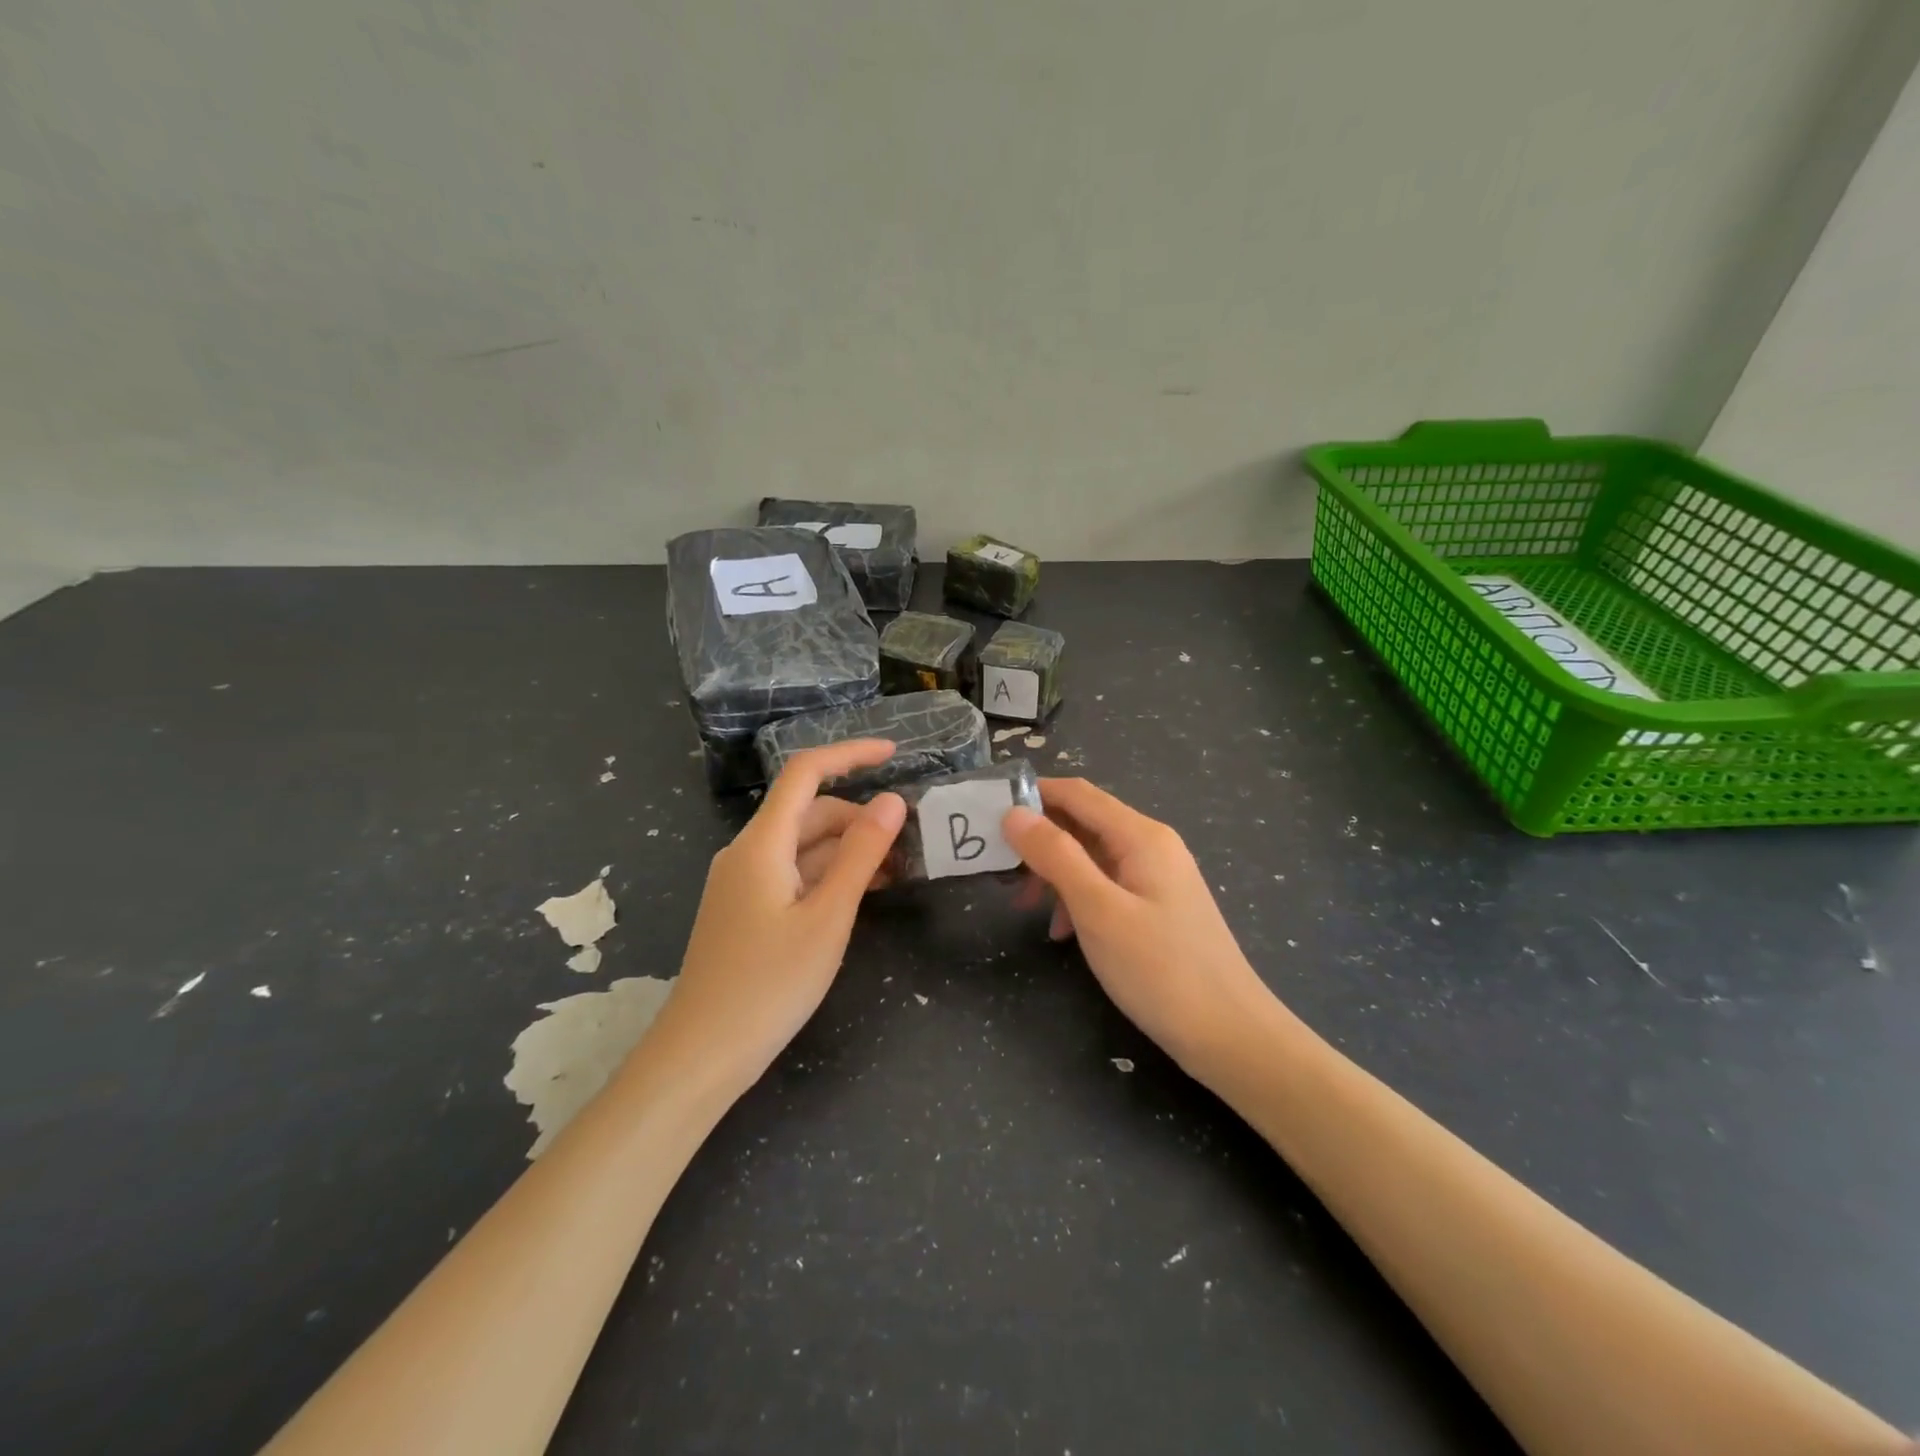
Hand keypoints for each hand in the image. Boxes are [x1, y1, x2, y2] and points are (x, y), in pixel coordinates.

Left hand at [653, 740, 905, 1085]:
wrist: (702, 1054)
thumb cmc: (769, 984)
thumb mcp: (828, 917)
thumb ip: (861, 855)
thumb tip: (892, 801)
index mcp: (762, 844)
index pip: (805, 773)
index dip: (850, 754)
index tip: (896, 755)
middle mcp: (748, 852)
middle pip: (809, 812)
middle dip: (860, 817)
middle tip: (909, 843)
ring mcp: (744, 882)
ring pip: (803, 846)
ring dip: (848, 849)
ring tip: (895, 872)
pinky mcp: (747, 909)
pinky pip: (794, 874)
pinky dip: (829, 874)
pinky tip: (859, 895)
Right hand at [1003, 778, 1277, 1072]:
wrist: (1229, 1035)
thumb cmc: (1160, 969)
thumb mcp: (1098, 910)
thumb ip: (1055, 856)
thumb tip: (1014, 813)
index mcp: (1140, 836)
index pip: (1076, 794)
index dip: (1031, 795)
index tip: (987, 813)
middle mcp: (1151, 846)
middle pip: (1083, 823)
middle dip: (1039, 840)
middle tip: (1000, 869)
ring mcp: (1158, 877)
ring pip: (1092, 857)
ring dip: (1055, 873)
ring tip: (1024, 905)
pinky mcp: (1158, 907)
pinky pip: (1107, 886)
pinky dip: (1078, 898)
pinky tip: (1062, 931)